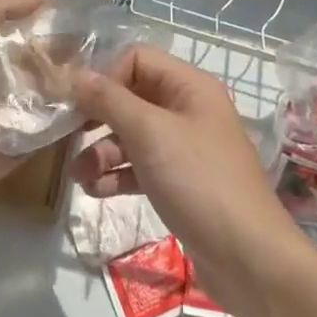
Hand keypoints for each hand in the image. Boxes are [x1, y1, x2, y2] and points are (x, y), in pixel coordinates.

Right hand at [68, 48, 302, 301]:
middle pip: (132, 98)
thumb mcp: (149, 133)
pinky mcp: (181, 183)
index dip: (107, 77)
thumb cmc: (198, 181)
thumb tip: (76, 75)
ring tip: (78, 175)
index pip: (137, 59)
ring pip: (133, 136)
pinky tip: (95, 190)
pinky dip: (117, 174)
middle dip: (98, 118)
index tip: (79, 104)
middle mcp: (189, 110)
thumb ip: (109, 100)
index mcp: (189, 86)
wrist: (248, 257)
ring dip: (102, 151)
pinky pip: (141, 167)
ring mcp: (186, 149)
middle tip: (69, 136)